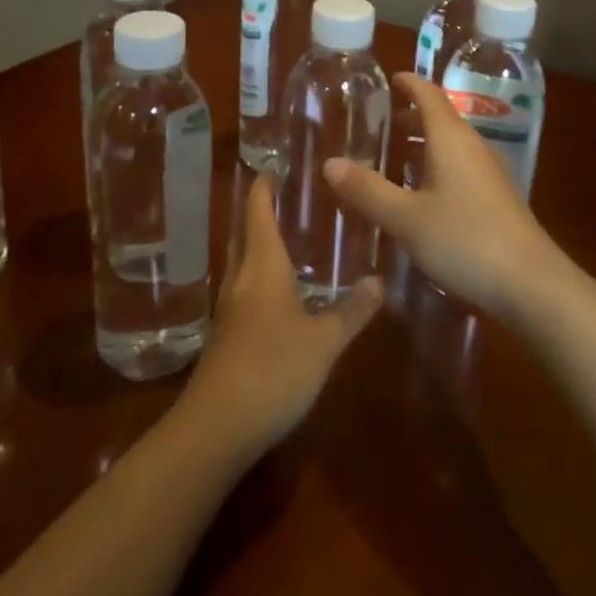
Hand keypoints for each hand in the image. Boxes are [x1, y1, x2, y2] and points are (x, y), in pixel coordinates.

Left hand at [182, 175, 381, 454]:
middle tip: (283, 200)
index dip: (263, 188)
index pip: (258, 212)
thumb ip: (352, 310)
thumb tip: (379, 279)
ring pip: (241, 264)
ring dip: (257, 247)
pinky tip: (276, 296)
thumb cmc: (274, 369)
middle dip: (259, 214)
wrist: (216, 427)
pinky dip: (257, 279)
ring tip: (284, 241)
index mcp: (263, 266)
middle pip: (245, 235)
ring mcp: (228, 310)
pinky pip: (242, 292)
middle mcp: (241, 279)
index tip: (271, 168)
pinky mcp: (224, 337)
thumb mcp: (325, 341)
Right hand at [326, 74, 562, 323]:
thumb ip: (367, 190)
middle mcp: (473, 146)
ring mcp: (489, 172)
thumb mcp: (406, 218)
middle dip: (412, 116)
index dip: (409, 83)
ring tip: (396, 156)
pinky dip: (438, 166)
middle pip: (441, 118)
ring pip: (452, 145)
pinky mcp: (497, 198)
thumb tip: (330, 163)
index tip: (390, 79)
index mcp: (451, 138)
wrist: (531, 284)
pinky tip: (423, 194)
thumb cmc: (464, 240)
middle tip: (382, 122)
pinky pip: (461, 167)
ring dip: (425, 144)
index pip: (429, 94)